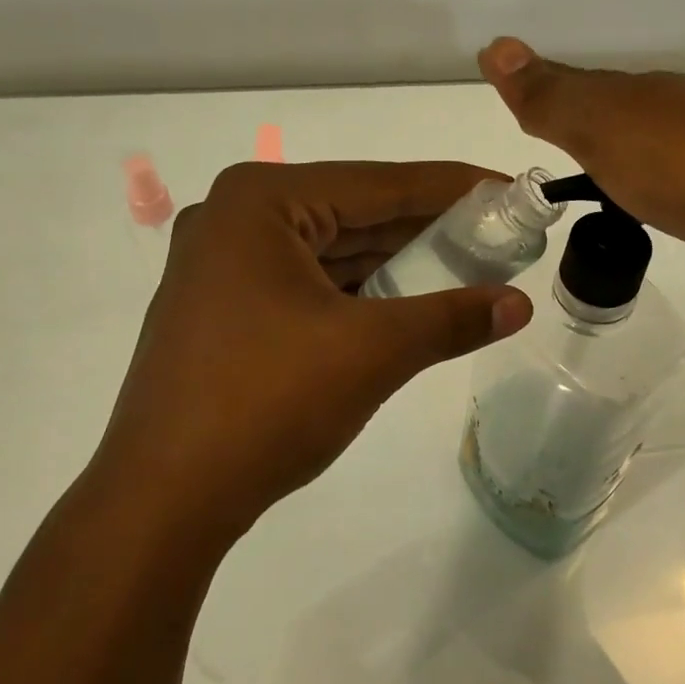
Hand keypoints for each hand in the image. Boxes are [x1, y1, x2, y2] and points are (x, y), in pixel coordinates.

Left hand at [87, 161, 532, 553]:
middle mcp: (235, 219)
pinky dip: (359, 290)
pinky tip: (406, 298)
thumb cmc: (267, 404)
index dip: (453, 187)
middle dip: (427, 226)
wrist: (163, 499)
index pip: (379, 184)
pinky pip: (308, 283)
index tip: (510, 190)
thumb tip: (521, 305)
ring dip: (395, 260)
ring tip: (466, 263)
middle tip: (498, 231)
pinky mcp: (223, 309)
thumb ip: (452, 318)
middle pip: (353, 212)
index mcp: (261, 202)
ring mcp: (222, 266)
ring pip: (331, 250)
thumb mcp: (373, 352)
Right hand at [476, 37, 684, 294]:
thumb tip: (494, 45)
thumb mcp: (602, 130)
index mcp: (636, 94)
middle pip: (612, 110)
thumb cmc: (682, 168)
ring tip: (593, 178)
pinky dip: (651, 181)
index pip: (575, 87)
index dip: (542, 94)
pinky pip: (674, 175)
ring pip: (646, 141)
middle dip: (579, 120)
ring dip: (618, 152)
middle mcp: (671, 110)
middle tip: (548, 143)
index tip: (518, 106)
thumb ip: (550, 97)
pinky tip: (653, 203)